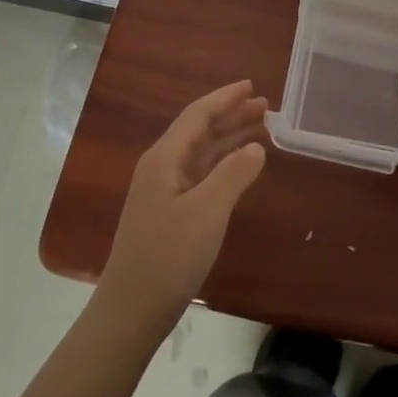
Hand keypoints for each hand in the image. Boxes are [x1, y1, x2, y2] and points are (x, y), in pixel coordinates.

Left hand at [96, 80, 268, 333]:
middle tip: (265, 107)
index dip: (225, 98)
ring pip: (201, 152)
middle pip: (199, 130)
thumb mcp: (207, 212)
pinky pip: (201, 173)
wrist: (132, 311)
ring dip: (229, 138)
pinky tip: (241, 166)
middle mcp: (162, 167)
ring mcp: (164, 190)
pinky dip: (223, 164)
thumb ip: (233, 174)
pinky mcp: (170, 212)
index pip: (197, 115)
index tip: (251, 85)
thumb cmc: (168, 256)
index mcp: (164, 158)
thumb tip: (256, 147)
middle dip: (231, 115)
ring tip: (260, 129)